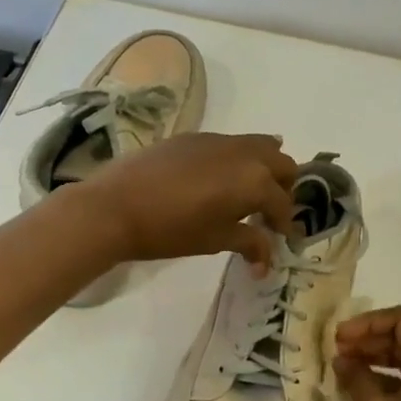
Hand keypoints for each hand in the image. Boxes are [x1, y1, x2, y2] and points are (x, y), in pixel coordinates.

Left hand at [75, 132, 299, 267]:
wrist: (116, 206)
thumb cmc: (171, 230)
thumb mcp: (216, 240)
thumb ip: (249, 244)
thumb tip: (266, 264)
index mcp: (255, 181)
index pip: (283, 202)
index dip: (284, 223)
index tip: (278, 238)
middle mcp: (245, 153)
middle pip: (282, 163)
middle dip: (282, 188)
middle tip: (267, 211)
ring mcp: (218, 140)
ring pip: (259, 145)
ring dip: (262, 168)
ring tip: (246, 192)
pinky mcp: (194, 136)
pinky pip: (229, 144)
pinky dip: (236, 160)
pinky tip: (214, 181)